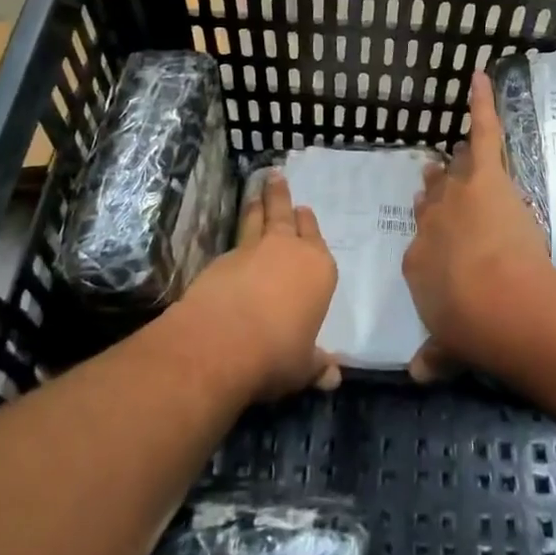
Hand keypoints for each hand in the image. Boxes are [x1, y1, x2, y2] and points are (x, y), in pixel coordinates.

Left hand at [181, 170, 341, 401]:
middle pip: (285, 215)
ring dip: (257, 205)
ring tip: (255, 192)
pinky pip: (233, 243)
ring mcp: (251, 251)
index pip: (316, 238)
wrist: (221, 343)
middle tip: (275, 176)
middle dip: (281, 195)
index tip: (304, 212)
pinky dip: (235, 240)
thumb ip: (318, 366)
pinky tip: (232, 248)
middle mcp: (288, 250)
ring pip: (256, 219)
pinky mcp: (220, 261)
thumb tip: (334, 378)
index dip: (309, 225)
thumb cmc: (278, 353)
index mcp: (318, 269)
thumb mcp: (304, 367)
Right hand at [403, 69, 555, 379]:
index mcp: (418, 261)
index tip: (436, 233)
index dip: (431, 235)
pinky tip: (480, 77)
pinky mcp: (485, 177)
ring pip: (455, 171)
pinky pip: (483, 131)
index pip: (422, 241)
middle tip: (437, 183)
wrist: (498, 303)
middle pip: (434, 201)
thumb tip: (419, 374)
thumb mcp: (448, 347)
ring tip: (460, 149)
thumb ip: (436, 356)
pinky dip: (481, 103)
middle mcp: (431, 223)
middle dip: (437, 194)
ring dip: (457, 162)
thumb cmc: (471, 329)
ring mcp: (457, 196)